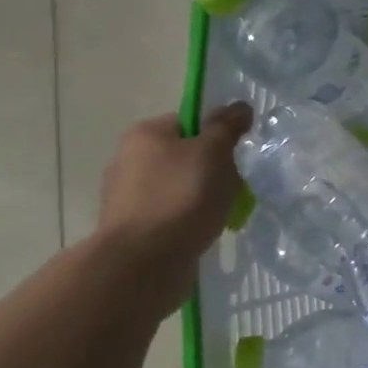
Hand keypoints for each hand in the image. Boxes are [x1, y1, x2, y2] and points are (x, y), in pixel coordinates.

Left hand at [94, 102, 252, 311]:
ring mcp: (127, 196)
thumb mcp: (213, 153)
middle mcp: (129, 159)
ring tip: (223, 213)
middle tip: (236, 186)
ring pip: (178, 187)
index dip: (217, 136)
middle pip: (184, 155)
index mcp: (145, 134)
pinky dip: (188, 220)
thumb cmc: (181, 197)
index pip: (189, 122)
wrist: (145, 260)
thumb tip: (239, 106)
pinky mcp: (133, 227)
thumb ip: (227, 127)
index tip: (237, 156)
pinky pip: (171, 214)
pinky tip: (204, 231)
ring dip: (201, 197)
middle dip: (211, 170)